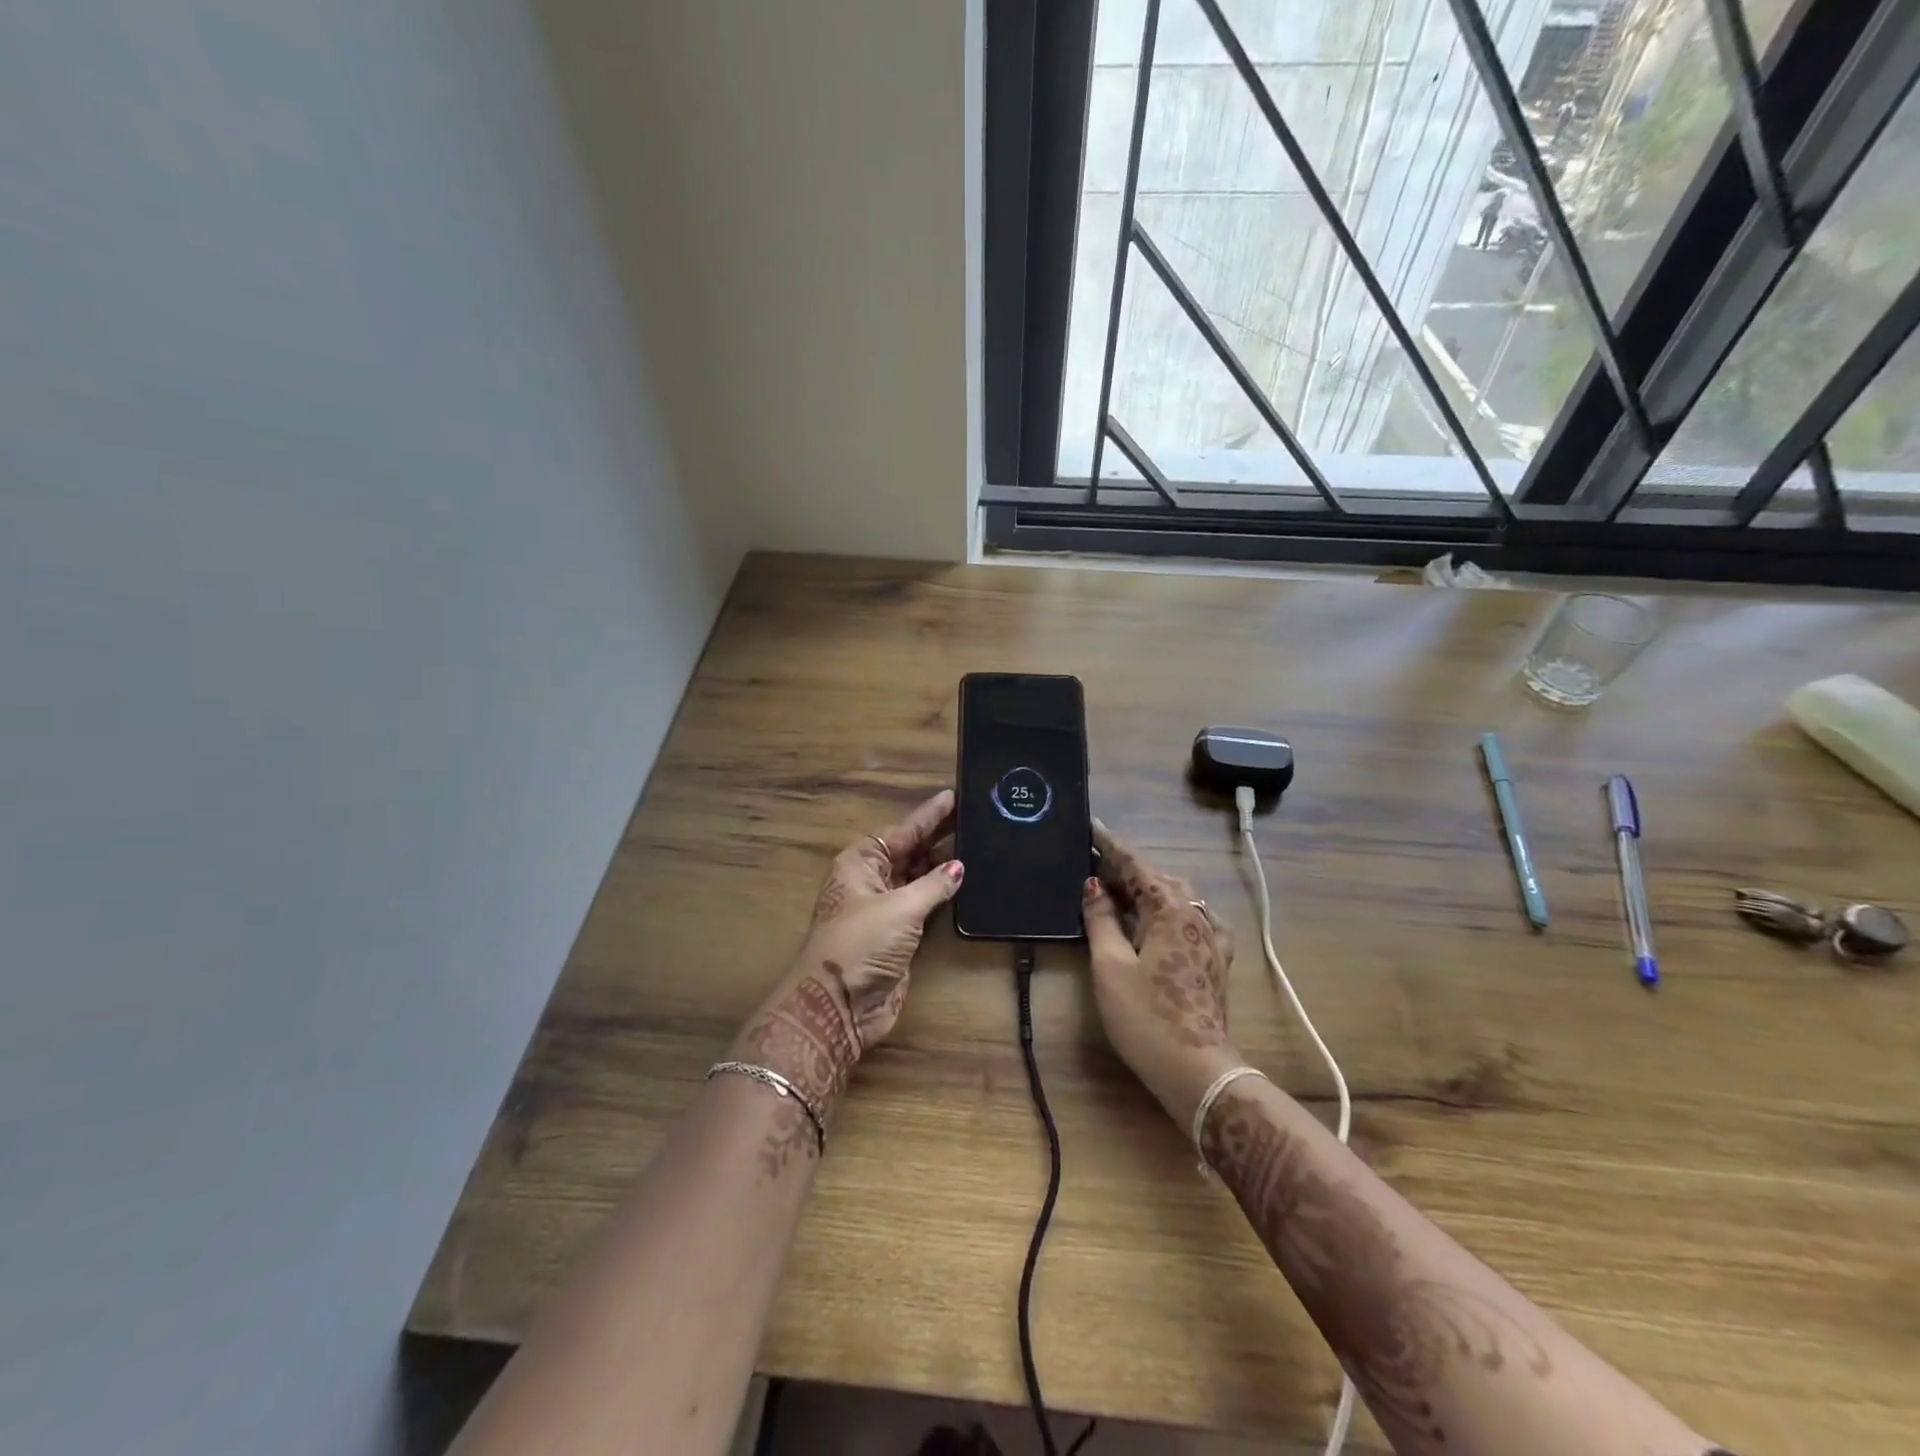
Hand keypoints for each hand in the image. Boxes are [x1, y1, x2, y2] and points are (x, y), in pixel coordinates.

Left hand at [730, 791, 960, 1153]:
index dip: (929, 815)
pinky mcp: (901, 934)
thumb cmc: (861, 944)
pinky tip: (968, 881)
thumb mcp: (899, 908)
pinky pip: (927, 904)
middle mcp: (873, 880)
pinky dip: (945, 893)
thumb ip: (933, 885)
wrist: (839, 1006)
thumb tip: (959, 867)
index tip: (954, 795)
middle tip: (975, 814)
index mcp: (862, 863)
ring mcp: (887, 908)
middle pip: (911, 850)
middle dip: (940, 835)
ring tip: (978, 840)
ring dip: (945, 864)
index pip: (902, 831)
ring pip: (920, 877)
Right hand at [1083, 820, 1238, 1126]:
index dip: (1112, 847)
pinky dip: (1169, 911)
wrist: (1197, 1071)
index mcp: (1172, 911)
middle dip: (1129, 868)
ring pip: (1178, 899)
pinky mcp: (1215, 962)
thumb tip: (1093, 886)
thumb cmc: (1146, 1016)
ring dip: (1149, 889)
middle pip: (1159, 879)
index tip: (1093, 826)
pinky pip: (1191, 920)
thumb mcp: (1110, 965)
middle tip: (1097, 864)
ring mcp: (1211, 940)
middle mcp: (1197, 917)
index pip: (1137, 867)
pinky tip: (1161, 921)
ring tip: (1120, 890)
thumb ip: (1102, 920)